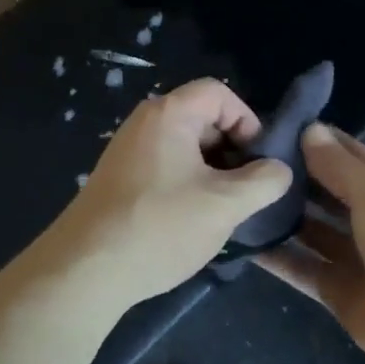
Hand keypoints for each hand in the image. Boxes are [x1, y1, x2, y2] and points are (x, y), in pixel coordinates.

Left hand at [47, 78, 293, 305]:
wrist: (85, 270)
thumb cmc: (160, 226)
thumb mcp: (224, 204)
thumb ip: (263, 181)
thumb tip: (279, 170)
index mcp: (168, 114)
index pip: (218, 93)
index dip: (248, 120)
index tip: (260, 161)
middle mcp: (144, 124)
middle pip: (202, 119)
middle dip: (233, 151)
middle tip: (248, 190)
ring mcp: (128, 153)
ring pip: (185, 149)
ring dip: (212, 174)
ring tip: (225, 210)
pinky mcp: (119, 181)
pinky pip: (165, 169)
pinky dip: (187, 186)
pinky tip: (194, 222)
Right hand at [257, 124, 364, 363]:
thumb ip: (341, 166)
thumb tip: (311, 130)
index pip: (353, 156)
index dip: (320, 141)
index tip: (277, 127)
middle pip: (330, 193)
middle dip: (296, 178)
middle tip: (248, 163)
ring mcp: (356, 259)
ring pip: (313, 231)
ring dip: (284, 218)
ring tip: (242, 199)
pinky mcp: (338, 292)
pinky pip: (302, 269)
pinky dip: (277, 258)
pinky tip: (245, 243)